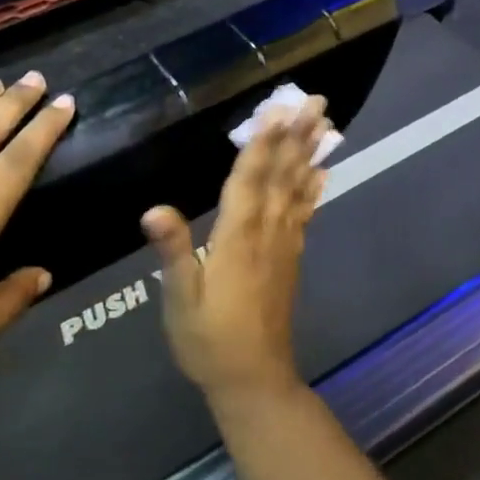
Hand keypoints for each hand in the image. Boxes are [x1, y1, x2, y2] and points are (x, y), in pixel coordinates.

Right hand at [142, 96, 330, 405]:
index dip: (263, 143)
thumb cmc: (208, 340)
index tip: (278, 110)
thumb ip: (173, 252)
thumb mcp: (180, 300)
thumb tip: (154, 209)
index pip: (250, 180)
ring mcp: (284, 245)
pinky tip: (322, 170)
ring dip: (310, 153)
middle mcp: (266, 233)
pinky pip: (304, 213)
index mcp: (237, 238)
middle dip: (298, 136)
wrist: (253, 379)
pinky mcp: (291, 258)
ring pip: (298, 189)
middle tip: (316, 101)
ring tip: (325, 123)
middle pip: (283, 176)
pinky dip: (314, 187)